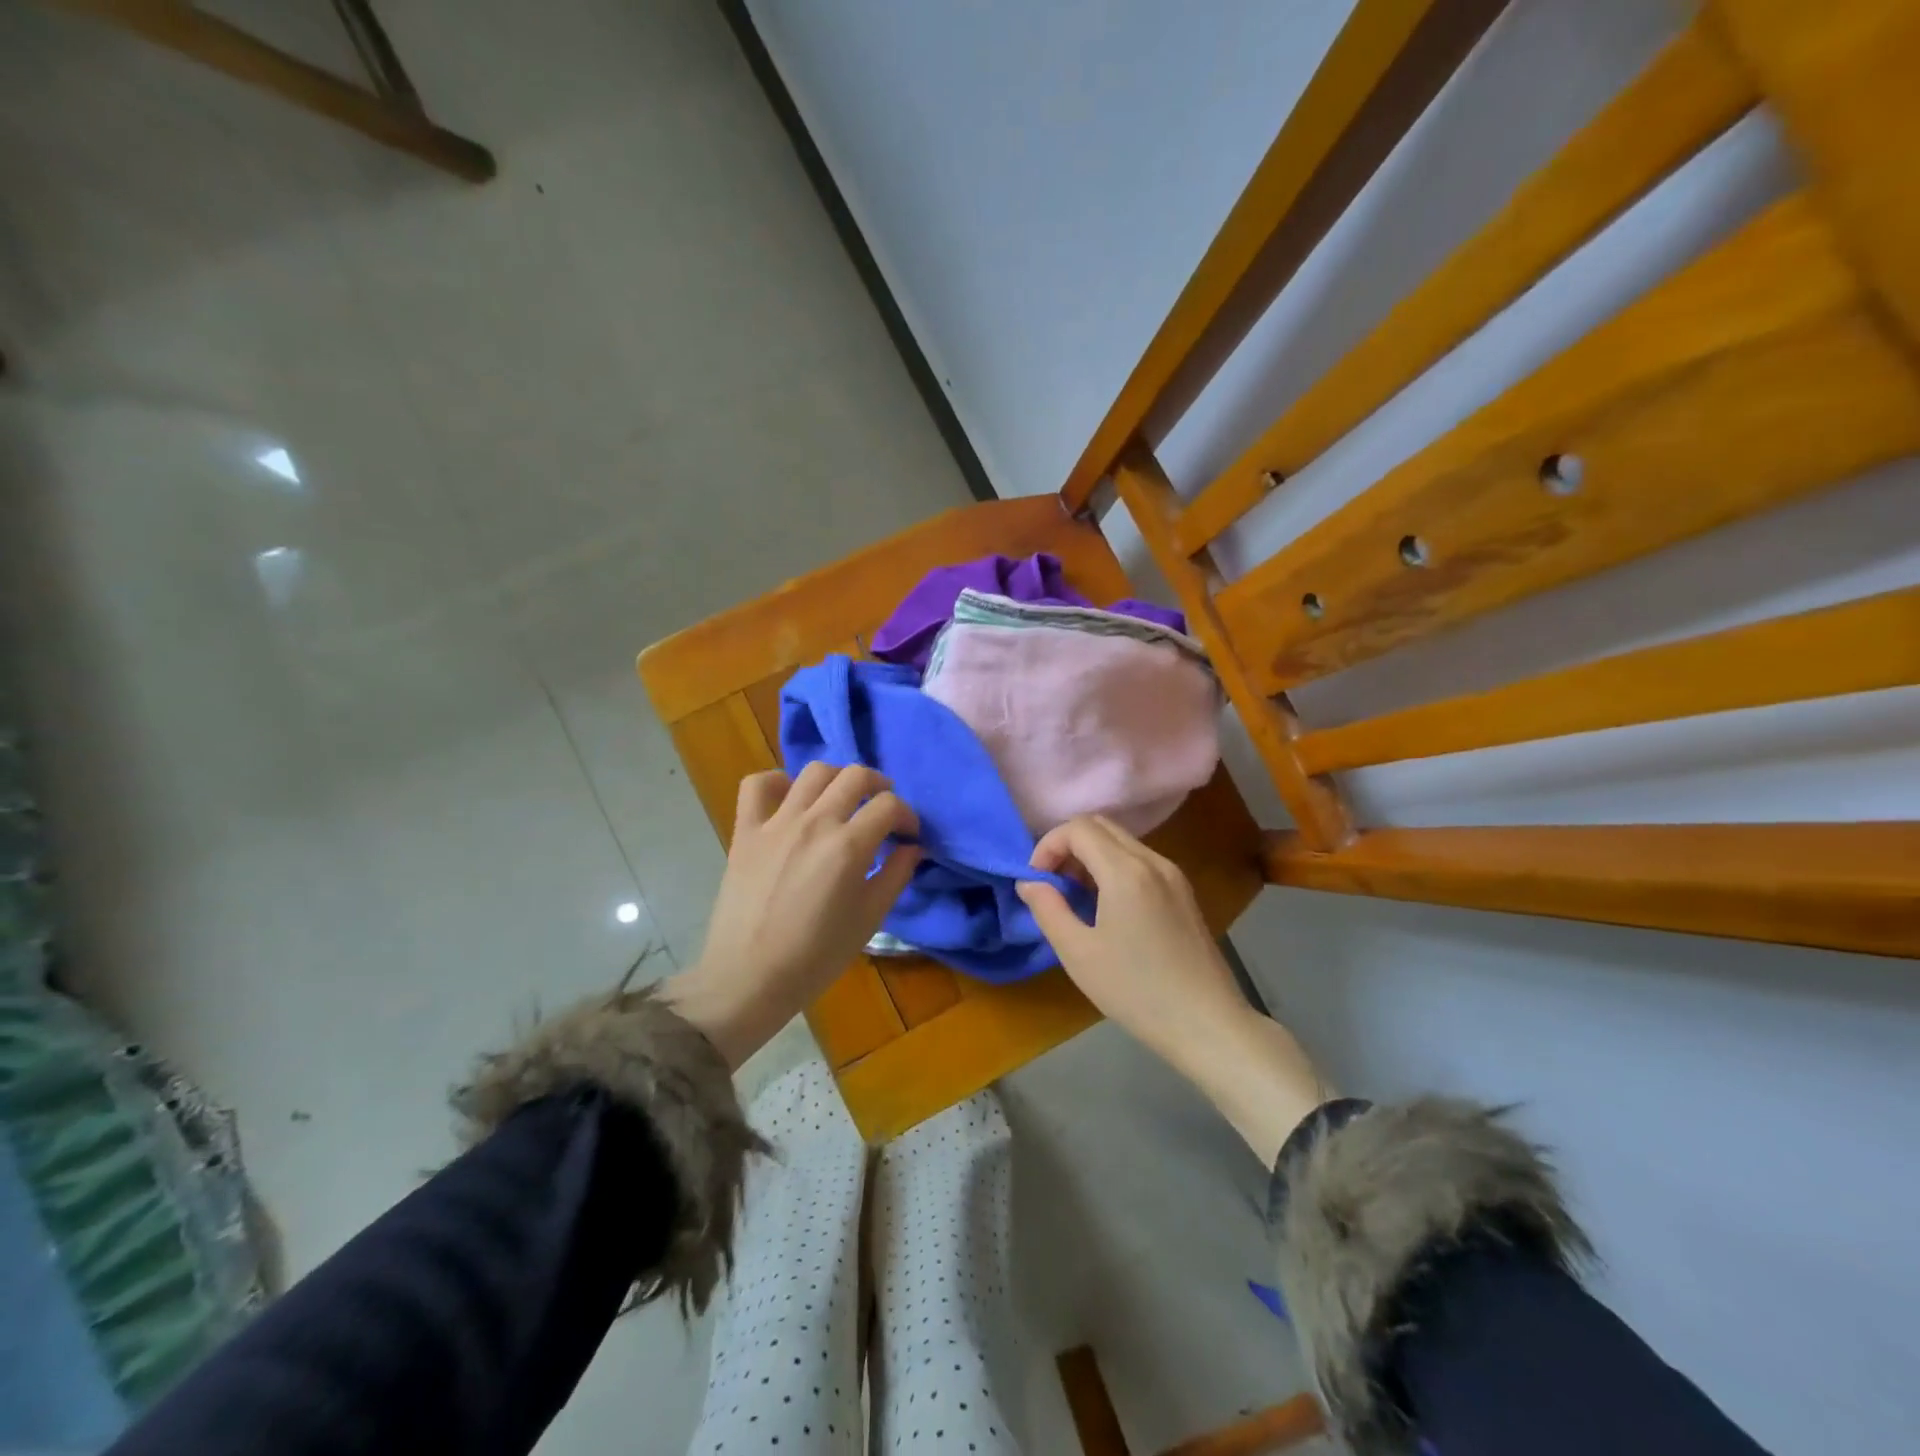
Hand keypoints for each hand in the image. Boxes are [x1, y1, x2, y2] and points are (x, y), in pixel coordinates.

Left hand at [665, 763, 919, 1067]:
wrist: (749, 978)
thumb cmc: (816, 957)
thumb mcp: (870, 919)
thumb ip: (896, 875)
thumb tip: (913, 847)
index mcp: (849, 846)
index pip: (889, 806)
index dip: (907, 816)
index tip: (908, 836)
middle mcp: (814, 822)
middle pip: (855, 776)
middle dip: (879, 787)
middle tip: (882, 810)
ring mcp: (776, 822)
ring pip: (814, 772)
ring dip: (837, 779)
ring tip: (842, 800)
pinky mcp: (745, 830)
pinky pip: (757, 784)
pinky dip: (777, 782)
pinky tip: (789, 799)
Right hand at [1015, 815, 1243, 1062]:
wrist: (1206, 1024)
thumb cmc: (1136, 991)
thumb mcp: (1078, 954)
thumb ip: (1048, 909)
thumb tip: (1029, 882)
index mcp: (1126, 871)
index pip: (1078, 828)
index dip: (1048, 845)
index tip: (1036, 881)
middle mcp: (1152, 860)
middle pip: (1101, 825)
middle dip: (1067, 846)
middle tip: (1053, 884)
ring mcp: (1173, 874)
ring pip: (1121, 841)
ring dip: (1090, 855)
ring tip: (1076, 898)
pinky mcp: (1183, 891)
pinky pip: (1140, 859)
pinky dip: (1113, 867)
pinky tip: (1107, 906)